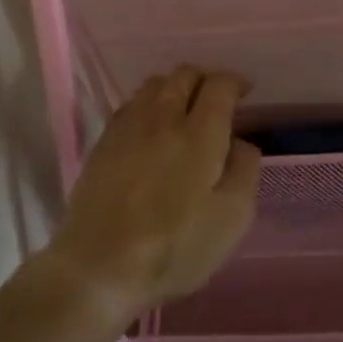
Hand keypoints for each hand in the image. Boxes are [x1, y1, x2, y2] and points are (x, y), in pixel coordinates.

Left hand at [41, 66, 261, 323]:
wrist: (98, 267)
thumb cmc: (174, 247)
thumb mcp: (232, 218)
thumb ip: (245, 170)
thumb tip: (240, 142)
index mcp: (200, 132)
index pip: (219, 85)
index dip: (235, 82)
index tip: (244, 93)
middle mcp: (163, 117)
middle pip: (185, 74)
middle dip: (206, 80)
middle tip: (216, 101)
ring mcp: (128, 126)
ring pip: (155, 84)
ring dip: (175, 88)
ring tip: (184, 111)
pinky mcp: (103, 142)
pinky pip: (131, 104)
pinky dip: (149, 104)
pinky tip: (151, 128)